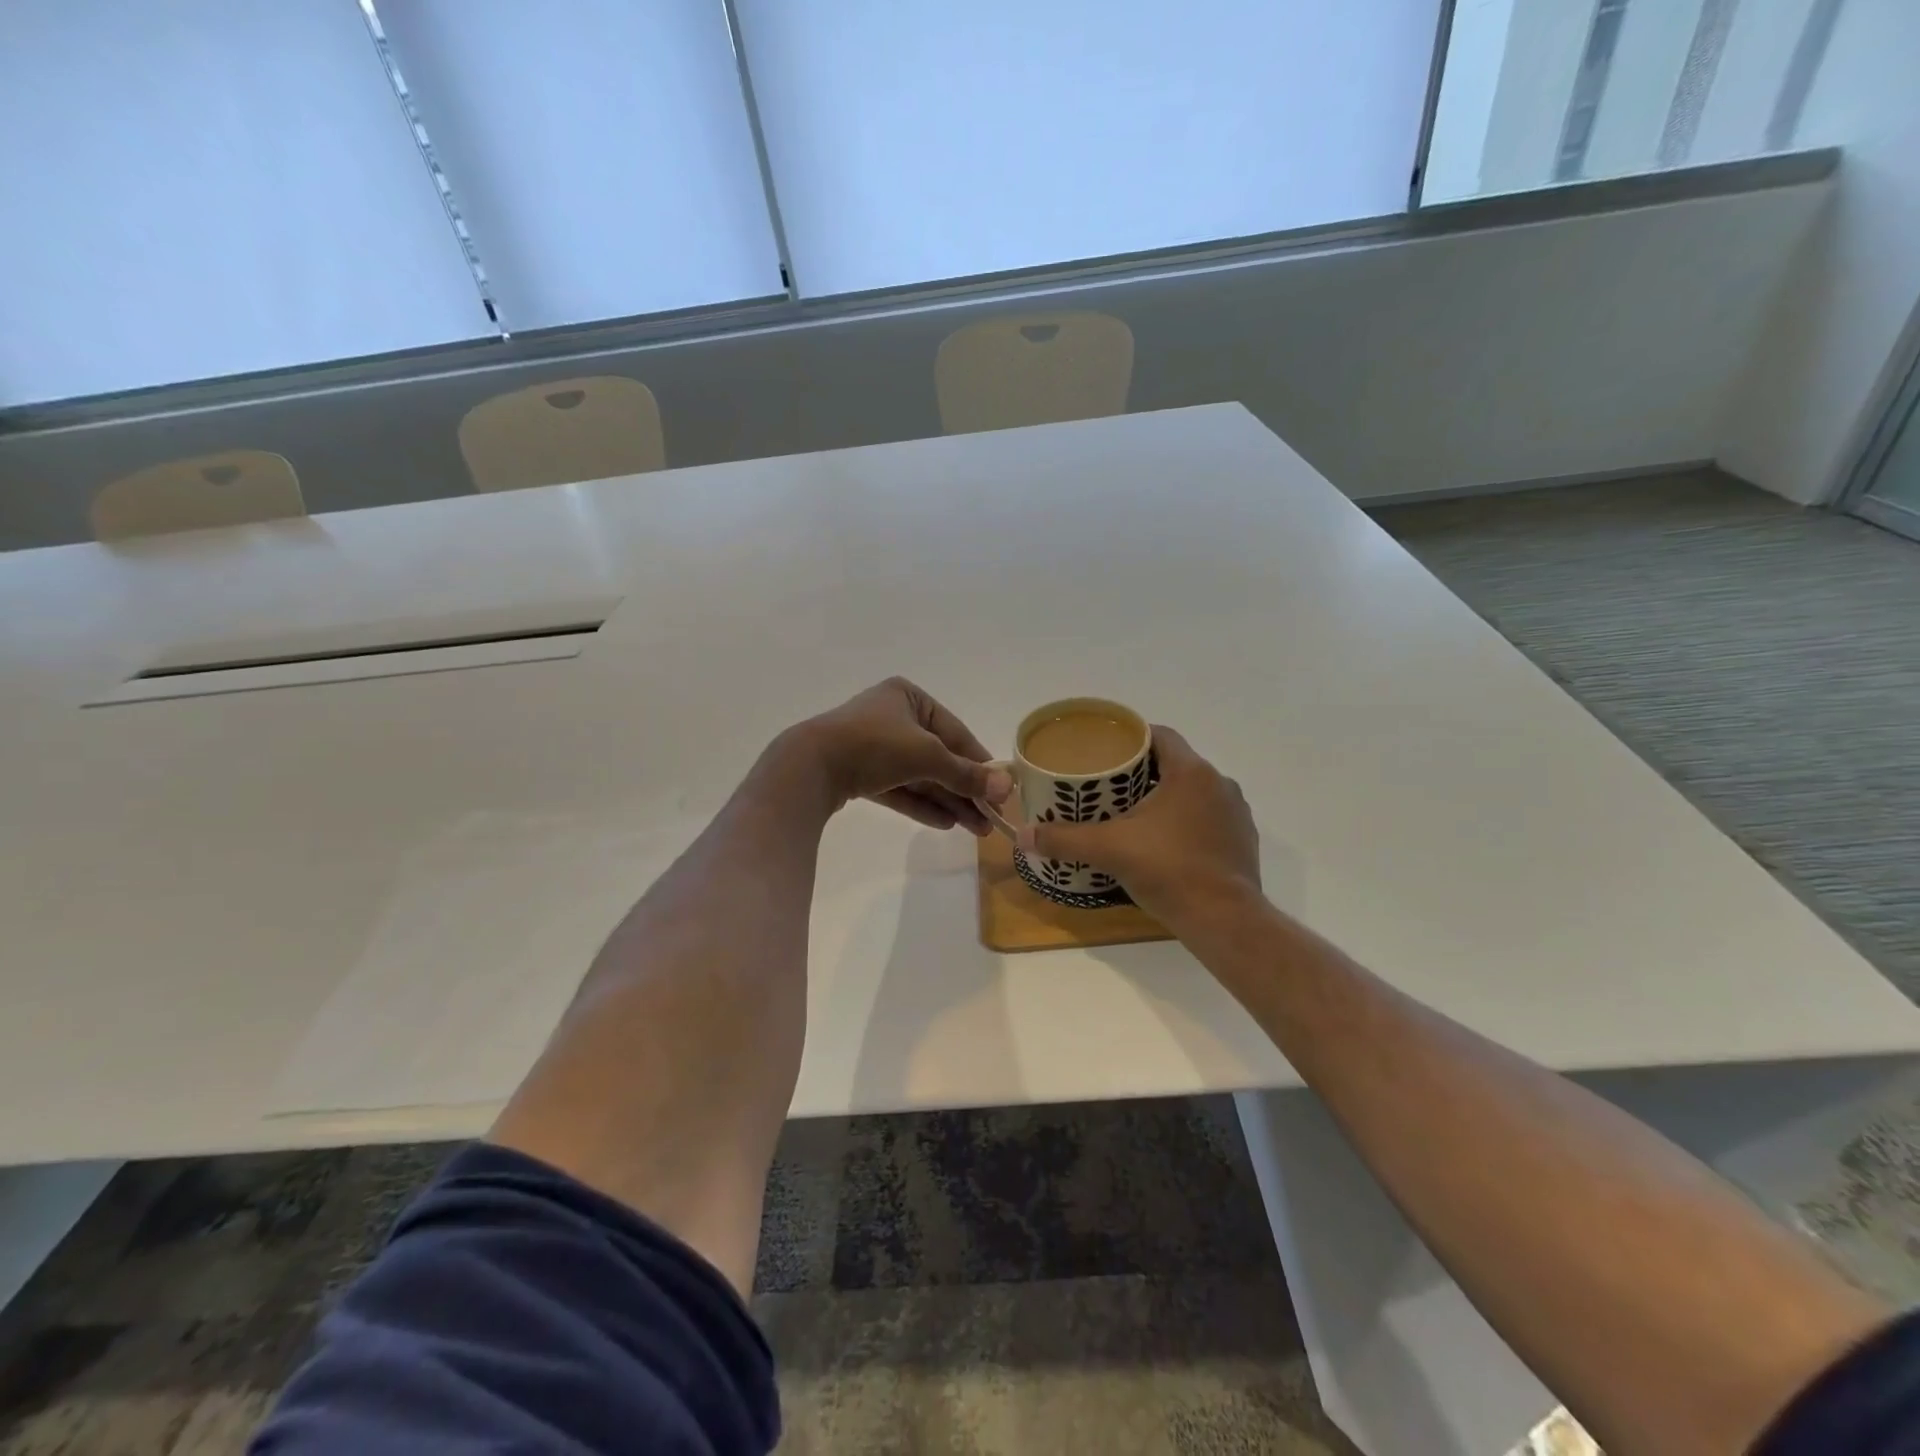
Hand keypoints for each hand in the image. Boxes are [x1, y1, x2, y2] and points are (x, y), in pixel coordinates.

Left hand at [795, 677, 1012, 833]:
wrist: (809, 767)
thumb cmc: (874, 745)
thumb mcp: (927, 756)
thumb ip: (966, 773)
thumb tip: (1008, 787)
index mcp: (909, 697)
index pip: (955, 732)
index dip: (979, 763)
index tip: (1001, 791)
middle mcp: (892, 717)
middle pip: (938, 757)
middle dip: (964, 790)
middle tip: (989, 820)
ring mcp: (873, 746)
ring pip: (919, 776)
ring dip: (948, 801)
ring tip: (974, 829)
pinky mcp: (858, 773)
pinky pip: (898, 788)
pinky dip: (921, 804)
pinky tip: (945, 823)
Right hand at [1018, 725, 1260, 927]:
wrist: (1224, 920)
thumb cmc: (1169, 870)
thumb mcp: (1109, 850)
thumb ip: (1065, 839)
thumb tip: (1024, 835)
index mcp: (1191, 772)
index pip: (1161, 735)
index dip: (1133, 738)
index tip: (1108, 751)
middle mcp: (1219, 784)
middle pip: (1175, 764)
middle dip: (1144, 772)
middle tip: (1111, 787)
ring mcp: (1236, 814)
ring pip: (1194, 793)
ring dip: (1168, 798)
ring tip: (1135, 815)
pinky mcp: (1243, 841)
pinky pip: (1209, 819)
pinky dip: (1187, 824)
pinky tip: (1166, 844)